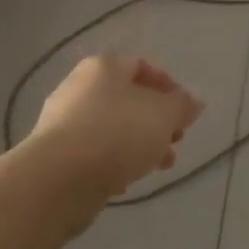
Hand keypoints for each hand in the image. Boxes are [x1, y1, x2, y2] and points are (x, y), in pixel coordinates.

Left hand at [29, 54, 204, 198]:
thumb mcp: (163, 115)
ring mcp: (64, 121)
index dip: (169, 88)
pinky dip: (113, 163)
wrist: (59, 179)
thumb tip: (192, 103)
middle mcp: (80, 87)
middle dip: (156, 121)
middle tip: (175, 141)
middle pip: (128, 99)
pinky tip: (125, 182)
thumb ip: (182, 106)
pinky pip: (94, 152)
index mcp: (104, 67)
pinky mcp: (56, 154)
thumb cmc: (117, 134)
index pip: (143, 67)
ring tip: (159, 166)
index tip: (185, 114)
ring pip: (112, 128)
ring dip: (140, 145)